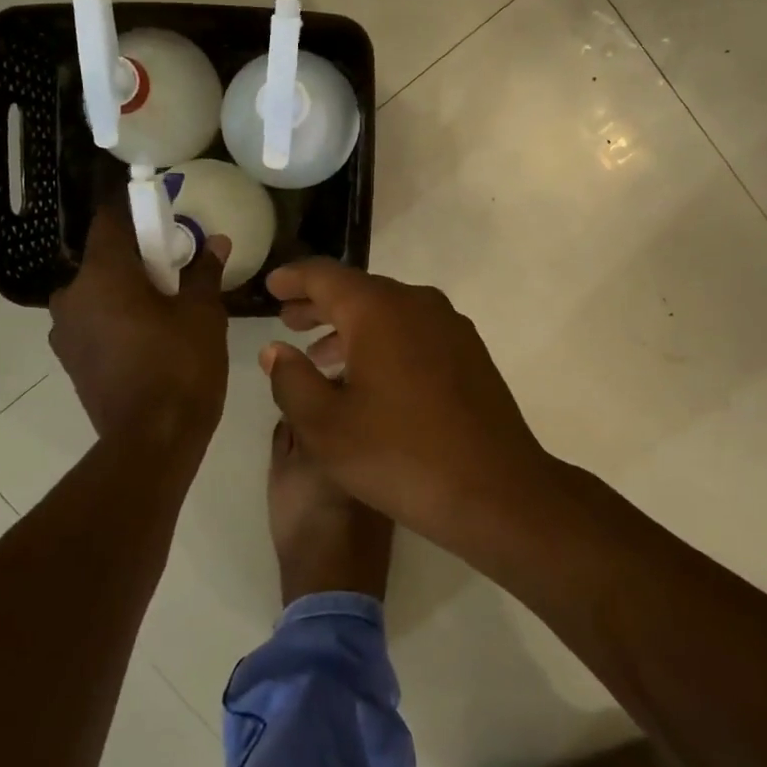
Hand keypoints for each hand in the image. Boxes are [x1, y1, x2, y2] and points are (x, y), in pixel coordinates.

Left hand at [49, 202, 229, 447]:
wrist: (152, 441)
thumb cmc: (180, 366)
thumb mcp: (203, 314)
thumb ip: (204, 272)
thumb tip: (215, 242)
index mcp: (102, 273)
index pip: (109, 220)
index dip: (135, 212)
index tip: (162, 216)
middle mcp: (71, 295)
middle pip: (104, 260)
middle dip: (137, 260)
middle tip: (175, 272)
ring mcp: (65, 332)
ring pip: (97, 294)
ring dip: (125, 293)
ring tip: (164, 311)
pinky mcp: (70, 362)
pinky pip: (94, 324)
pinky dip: (116, 321)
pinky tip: (147, 340)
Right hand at [258, 259, 556, 547]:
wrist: (495, 491)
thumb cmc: (399, 455)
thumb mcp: (324, 426)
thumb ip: (291, 380)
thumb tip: (277, 350)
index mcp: (378, 310)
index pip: (325, 276)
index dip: (293, 278)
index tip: (271, 285)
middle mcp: (417, 304)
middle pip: (359, 292)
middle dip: (321, 304)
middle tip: (289, 320)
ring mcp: (450, 327)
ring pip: (389, 313)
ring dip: (351, 328)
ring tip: (321, 356)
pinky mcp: (470, 354)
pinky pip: (414, 333)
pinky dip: (383, 343)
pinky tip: (370, 378)